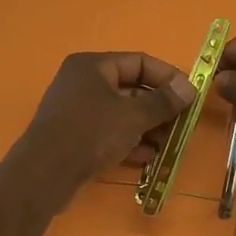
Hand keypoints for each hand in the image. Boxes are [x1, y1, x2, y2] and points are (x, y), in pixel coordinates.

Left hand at [11, 51, 195, 210]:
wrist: (44, 174)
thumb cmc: (90, 134)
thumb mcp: (133, 116)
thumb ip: (163, 102)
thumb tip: (191, 88)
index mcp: (93, 66)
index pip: (139, 61)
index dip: (168, 76)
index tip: (191, 95)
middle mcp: (83, 83)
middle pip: (131, 88)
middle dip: (159, 107)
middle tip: (183, 124)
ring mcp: (78, 111)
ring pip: (122, 113)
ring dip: (148, 127)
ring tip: (169, 144)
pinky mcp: (76, 137)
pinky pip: (110, 133)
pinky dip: (130, 141)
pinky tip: (149, 157)